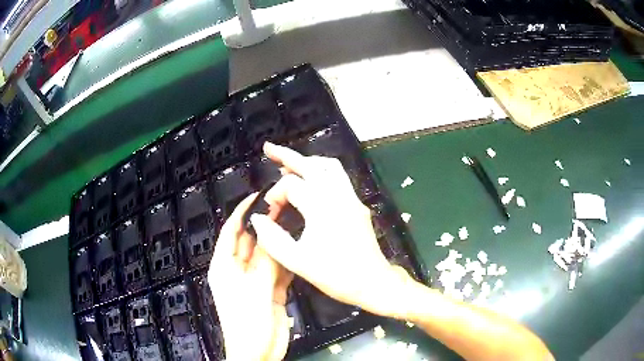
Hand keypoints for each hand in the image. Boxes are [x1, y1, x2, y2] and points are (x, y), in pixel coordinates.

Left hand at [208, 193, 293, 360]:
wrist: (258, 352)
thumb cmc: (246, 323)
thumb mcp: (254, 289)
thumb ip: (264, 262)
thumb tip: (270, 234)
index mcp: (223, 267)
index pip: (230, 231)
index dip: (241, 211)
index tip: (256, 196)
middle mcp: (238, 270)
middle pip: (250, 241)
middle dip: (263, 225)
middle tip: (282, 207)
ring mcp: (255, 281)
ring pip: (266, 255)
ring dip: (277, 243)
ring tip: (293, 224)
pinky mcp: (269, 291)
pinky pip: (277, 271)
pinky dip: (286, 261)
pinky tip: (297, 250)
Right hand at [249, 143, 412, 319]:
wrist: (373, 282)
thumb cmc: (337, 275)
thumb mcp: (298, 262)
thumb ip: (273, 239)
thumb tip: (258, 219)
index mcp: (322, 207)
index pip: (291, 186)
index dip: (275, 196)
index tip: (270, 214)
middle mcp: (338, 196)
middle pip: (311, 164)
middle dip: (288, 155)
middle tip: (269, 149)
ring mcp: (351, 198)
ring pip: (329, 166)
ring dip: (308, 161)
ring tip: (289, 164)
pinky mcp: (357, 205)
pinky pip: (339, 177)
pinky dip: (321, 170)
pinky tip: (312, 181)